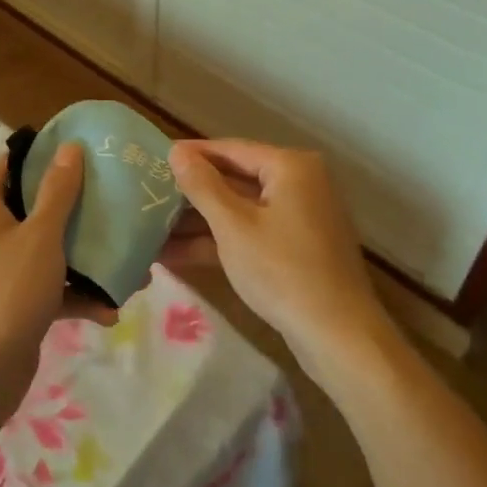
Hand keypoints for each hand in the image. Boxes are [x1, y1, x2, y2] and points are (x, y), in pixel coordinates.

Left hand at [0, 144, 110, 422]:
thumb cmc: (7, 292)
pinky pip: (54, 287)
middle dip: (82, 210)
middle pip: (40, 205)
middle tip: (121, 205)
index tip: (91, 151)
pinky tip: (110, 311)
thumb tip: (69, 147)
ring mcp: (5, 268)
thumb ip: (58, 191)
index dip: (48, 153)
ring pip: (53, 249)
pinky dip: (79, 295)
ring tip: (134, 268)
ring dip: (90, 258)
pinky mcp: (18, 302)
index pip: (15, 162)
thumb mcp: (40, 236)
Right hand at [166, 139, 384, 369]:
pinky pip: (250, 234)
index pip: (231, 149)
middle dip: (192, 193)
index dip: (191, 154)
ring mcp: (299, 218)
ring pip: (240, 210)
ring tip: (150, 227)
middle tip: (148, 193)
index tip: (154, 157)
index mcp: (291, 167)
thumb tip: (176, 151)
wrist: (339, 337)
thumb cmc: (282, 270)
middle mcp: (299, 184)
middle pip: (235, 179)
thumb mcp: (233, 226)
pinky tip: (174, 254)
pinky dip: (219, 242)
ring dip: (199, 222)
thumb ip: (202, 185)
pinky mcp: (296, 249)